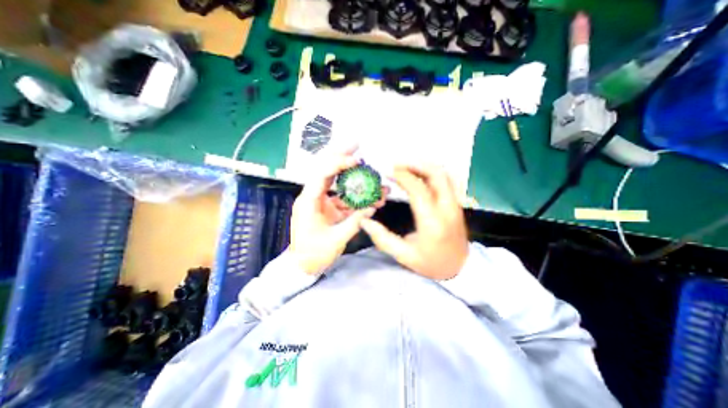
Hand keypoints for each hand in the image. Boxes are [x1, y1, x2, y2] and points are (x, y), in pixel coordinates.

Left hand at [288, 147, 385, 273]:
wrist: (302, 266)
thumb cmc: (313, 255)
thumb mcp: (335, 240)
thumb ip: (355, 222)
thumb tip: (372, 207)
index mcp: (308, 201)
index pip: (322, 174)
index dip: (338, 164)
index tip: (356, 160)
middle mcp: (313, 196)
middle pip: (326, 170)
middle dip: (341, 156)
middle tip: (356, 144)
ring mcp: (321, 202)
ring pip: (337, 183)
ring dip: (354, 178)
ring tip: (372, 174)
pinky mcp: (328, 209)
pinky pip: (343, 198)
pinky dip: (356, 196)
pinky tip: (371, 197)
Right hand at [361, 164, 468, 277]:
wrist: (459, 269)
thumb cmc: (431, 263)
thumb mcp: (404, 255)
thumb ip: (382, 238)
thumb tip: (364, 222)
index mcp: (432, 222)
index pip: (418, 189)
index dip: (403, 176)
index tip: (388, 172)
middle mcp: (447, 209)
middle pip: (436, 174)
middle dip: (415, 164)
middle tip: (397, 165)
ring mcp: (455, 204)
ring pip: (444, 174)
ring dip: (425, 166)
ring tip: (406, 167)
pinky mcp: (456, 204)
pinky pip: (447, 180)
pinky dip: (432, 172)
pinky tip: (420, 175)